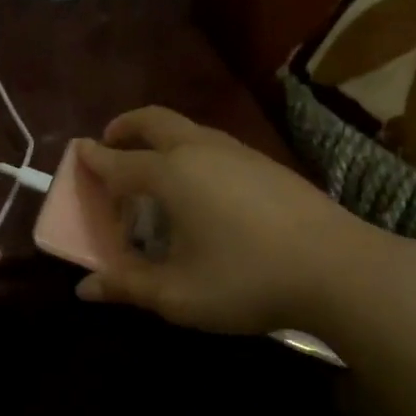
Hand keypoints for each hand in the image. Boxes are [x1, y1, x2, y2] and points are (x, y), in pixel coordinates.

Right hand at [75, 107, 400, 335]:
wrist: (339, 268)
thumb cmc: (247, 280)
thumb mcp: (178, 294)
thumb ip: (128, 287)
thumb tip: (84, 289)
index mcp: (171, 174)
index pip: (119, 162)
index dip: (93, 161)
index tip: (77, 156)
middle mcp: (200, 150)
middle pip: (153, 121)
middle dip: (125, 128)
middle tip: (110, 145)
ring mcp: (238, 152)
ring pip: (187, 129)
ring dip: (159, 140)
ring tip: (152, 172)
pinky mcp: (266, 163)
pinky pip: (212, 144)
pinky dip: (188, 152)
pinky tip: (200, 189)